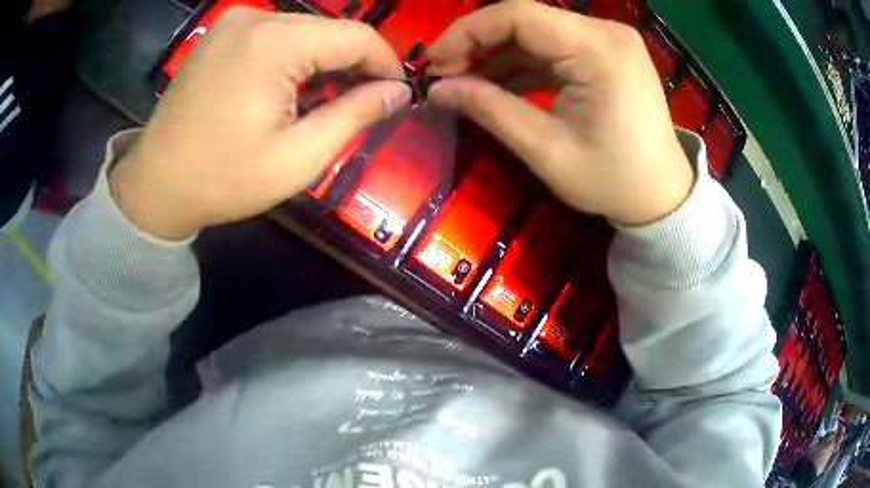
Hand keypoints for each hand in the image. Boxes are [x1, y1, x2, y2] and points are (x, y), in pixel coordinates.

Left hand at [110, 8, 410, 239]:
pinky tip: (289, 88)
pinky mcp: (222, 31)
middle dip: (353, 64)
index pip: (356, 36)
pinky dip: (294, 57)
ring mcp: (234, 21)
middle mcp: (255, 17)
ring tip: (323, 101)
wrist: (156, 185)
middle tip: (361, 103)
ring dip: (323, 61)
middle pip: (329, 30)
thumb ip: (355, 115)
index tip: (396, 94)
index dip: (385, 63)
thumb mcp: (298, 158)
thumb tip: (397, 92)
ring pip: (304, 31)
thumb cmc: (223, 180)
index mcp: (273, 43)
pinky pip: (276, 34)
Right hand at [426, 1, 692, 225]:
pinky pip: (555, 48)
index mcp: (599, 50)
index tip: (433, 61)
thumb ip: (490, 110)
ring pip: (537, 33)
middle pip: (526, 20)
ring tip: (464, 84)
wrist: (662, 196)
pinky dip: (523, 63)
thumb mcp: (547, 150)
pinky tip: (497, 84)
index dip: (466, 32)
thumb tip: (436, 90)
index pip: (518, 15)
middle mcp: (606, 32)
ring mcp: (609, 40)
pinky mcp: (607, 53)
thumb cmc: (613, 181)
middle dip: (478, 44)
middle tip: (444, 76)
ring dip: (498, 55)